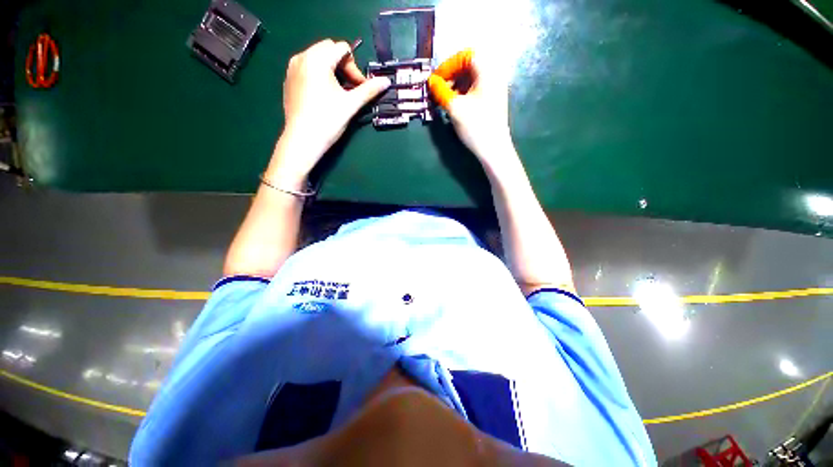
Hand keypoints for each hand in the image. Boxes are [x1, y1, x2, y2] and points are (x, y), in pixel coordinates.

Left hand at [272, 39, 390, 183]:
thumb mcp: (351, 105)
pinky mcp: (289, 81)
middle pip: (329, 50)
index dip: (355, 68)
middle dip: (344, 67)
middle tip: (351, 90)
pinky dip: (319, 77)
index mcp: (317, 58)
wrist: (303, 141)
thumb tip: (386, 81)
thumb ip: (369, 90)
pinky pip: (307, 69)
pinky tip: (324, 98)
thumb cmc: (328, 121)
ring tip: (338, 94)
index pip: (342, 49)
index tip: (359, 88)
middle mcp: (301, 57)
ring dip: (332, 71)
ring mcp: (292, 69)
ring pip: (317, 59)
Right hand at [427, 50, 514, 167]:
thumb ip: (441, 91)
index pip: (466, 56)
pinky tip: (454, 105)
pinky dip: (462, 94)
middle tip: (438, 90)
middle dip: (451, 76)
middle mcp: (493, 76)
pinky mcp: (491, 101)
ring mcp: (494, 89)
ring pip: (471, 79)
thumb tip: (431, 81)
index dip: (448, 65)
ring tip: (444, 99)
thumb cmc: (476, 127)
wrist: (494, 149)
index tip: (436, 79)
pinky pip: (474, 90)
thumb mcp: (455, 108)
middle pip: (469, 66)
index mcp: (488, 71)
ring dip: (455, 86)